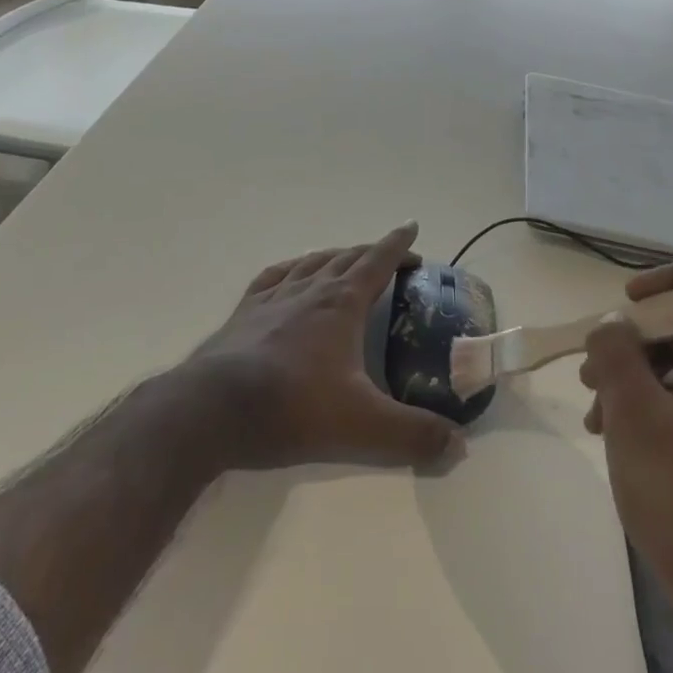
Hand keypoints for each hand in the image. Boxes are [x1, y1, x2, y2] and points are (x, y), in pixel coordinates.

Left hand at [179, 222, 459, 470]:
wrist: (214, 410)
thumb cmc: (293, 408)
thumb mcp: (363, 428)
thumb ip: (413, 436)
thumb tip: (458, 445)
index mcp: (342, 304)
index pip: (377, 261)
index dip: (398, 244)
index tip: (412, 227)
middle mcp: (310, 290)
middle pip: (346, 258)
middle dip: (372, 252)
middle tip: (390, 255)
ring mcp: (273, 298)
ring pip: (311, 262)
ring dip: (334, 255)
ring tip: (345, 258)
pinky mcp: (244, 313)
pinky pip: (273, 277)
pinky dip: (291, 268)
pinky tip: (290, 274)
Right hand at [580, 262, 672, 600]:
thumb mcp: (632, 408)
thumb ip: (615, 349)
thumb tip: (613, 325)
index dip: (671, 278)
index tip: (629, 303)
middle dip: (634, 339)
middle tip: (592, 370)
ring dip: (634, 376)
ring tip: (594, 412)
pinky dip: (652, 405)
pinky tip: (613, 436)